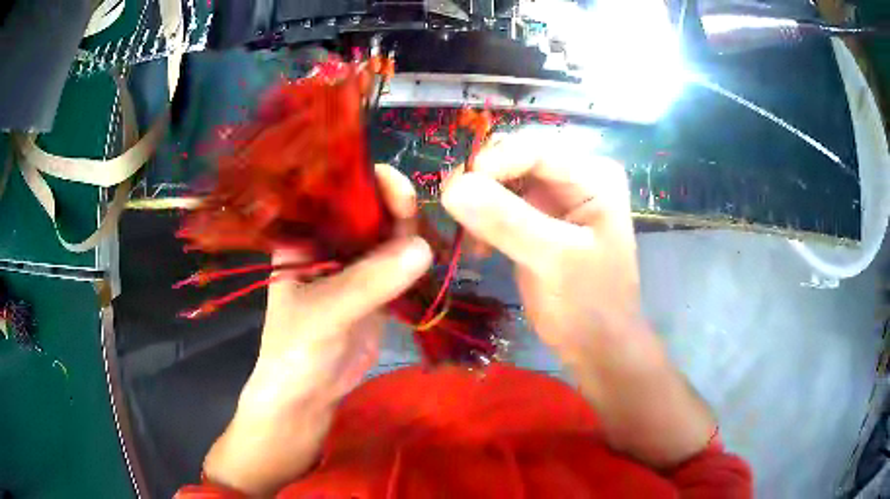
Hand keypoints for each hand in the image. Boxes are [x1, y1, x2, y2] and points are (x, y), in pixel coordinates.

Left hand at [204, 164, 432, 494]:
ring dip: (411, 234)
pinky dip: (416, 260)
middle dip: (395, 207)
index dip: (364, 184)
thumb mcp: (324, 314)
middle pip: (368, 211)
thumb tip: (423, 249)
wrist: (308, 395)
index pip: (335, 196)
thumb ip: (367, 283)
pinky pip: (400, 264)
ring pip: (389, 237)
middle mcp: (330, 243)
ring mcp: (355, 266)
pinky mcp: (376, 289)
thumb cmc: (297, 351)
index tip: (396, 188)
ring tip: (432, 241)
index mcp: (304, 237)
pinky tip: (434, 257)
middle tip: (418, 214)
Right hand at [443, 129, 640, 362]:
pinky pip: (499, 205)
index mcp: (593, 176)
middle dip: (483, 183)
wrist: (596, 346)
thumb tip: (452, 187)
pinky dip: (482, 221)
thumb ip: (507, 221)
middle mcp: (575, 177)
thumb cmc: (589, 305)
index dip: (493, 163)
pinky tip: (479, 249)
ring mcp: (555, 198)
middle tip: (458, 215)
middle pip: (515, 159)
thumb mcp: (553, 261)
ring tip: (471, 240)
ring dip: (478, 204)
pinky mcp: (537, 220)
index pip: (535, 149)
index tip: (457, 192)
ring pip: (501, 180)